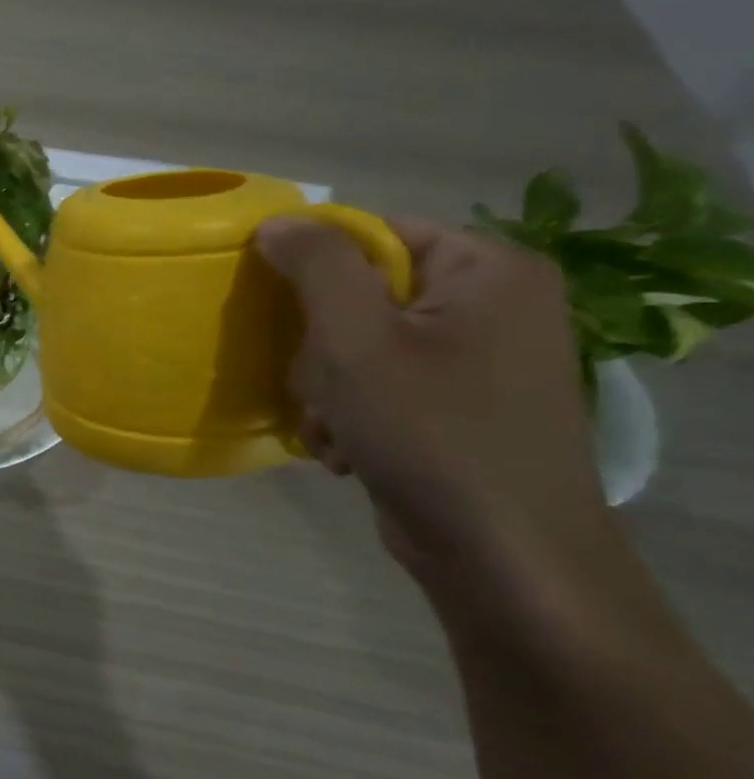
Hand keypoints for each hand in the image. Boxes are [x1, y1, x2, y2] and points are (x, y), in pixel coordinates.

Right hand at [255, 216, 613, 595]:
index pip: (373, 234)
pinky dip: (351, 413)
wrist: (502, 557)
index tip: (280, 313)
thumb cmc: (429, 432)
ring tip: (333, 427)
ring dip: (327, 387)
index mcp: (488, 270)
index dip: (315, 267)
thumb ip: (316, 266)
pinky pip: (380, 384)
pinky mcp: (459, 405)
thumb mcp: (356, 339)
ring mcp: (478, 359)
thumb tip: (278, 221)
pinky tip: (347, 448)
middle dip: (321, 347)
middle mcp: (493, 305)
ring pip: (359, 344)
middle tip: (321, 386)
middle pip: (361, 294)